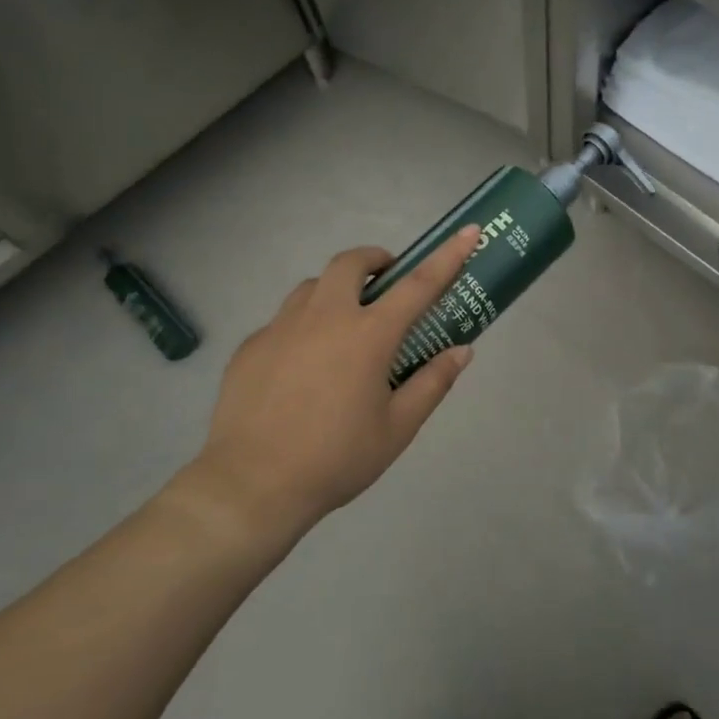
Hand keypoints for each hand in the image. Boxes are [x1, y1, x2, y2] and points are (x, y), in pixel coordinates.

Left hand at [163, 229, 481, 549]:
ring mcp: (281, 327)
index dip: (447, 256)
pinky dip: (303, 327)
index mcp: (368, 336)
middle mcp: (324, 317)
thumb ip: (432, 383)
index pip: (418, 284)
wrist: (251, 486)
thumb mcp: (398, 428)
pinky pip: (283, 321)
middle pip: (350, 263)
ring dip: (335, 291)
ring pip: (311, 287)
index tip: (467, 232)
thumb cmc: (336, 458)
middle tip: (386, 284)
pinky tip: (302, 368)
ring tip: (343, 327)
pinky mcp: (251, 346)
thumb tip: (461, 351)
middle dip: (374, 261)